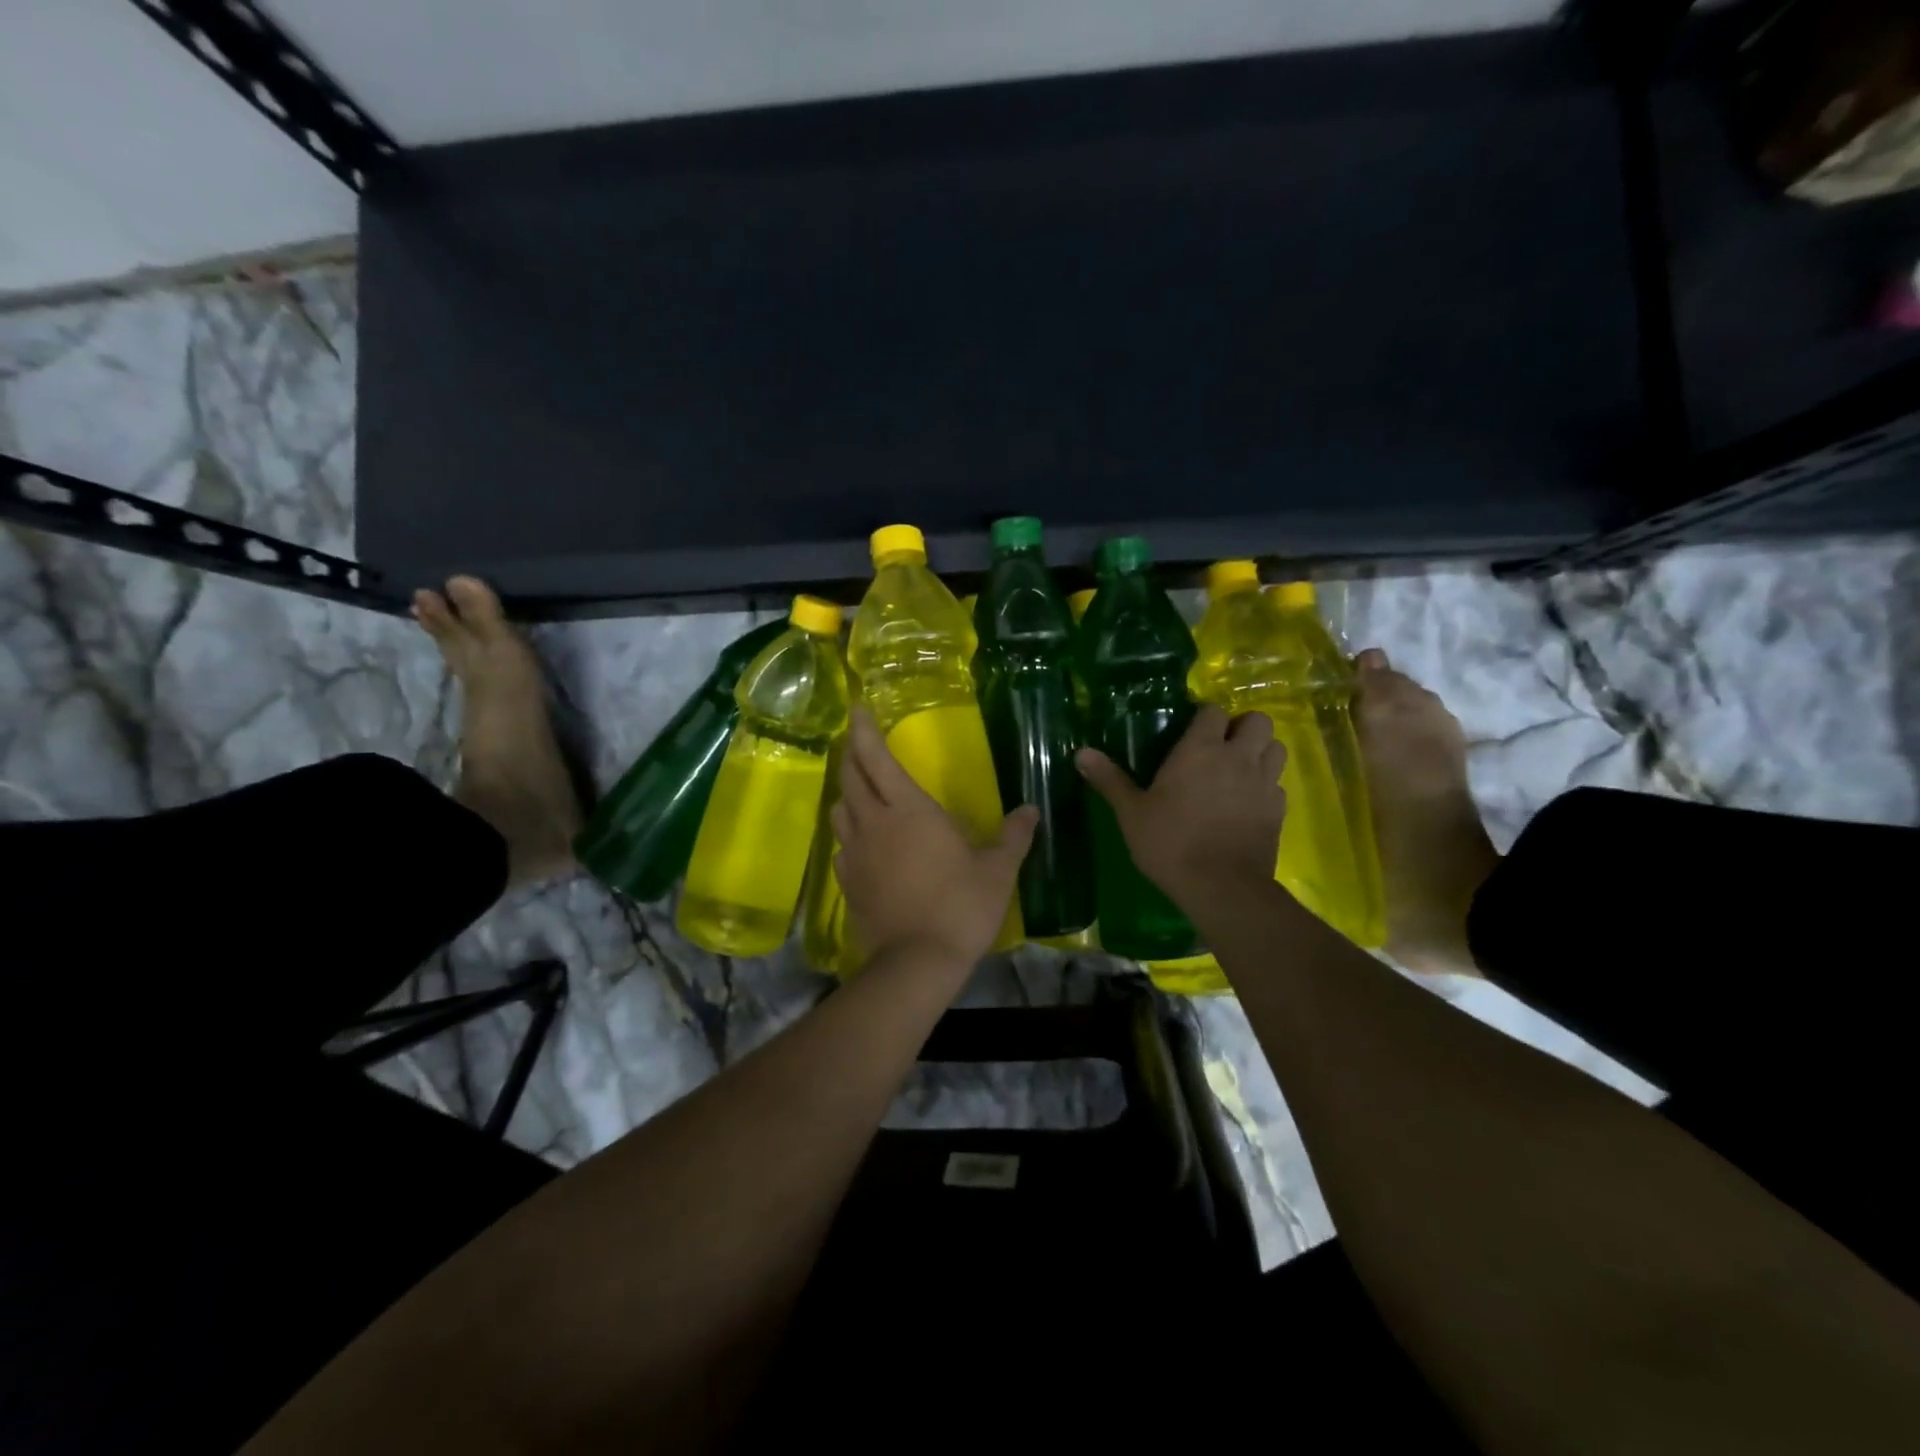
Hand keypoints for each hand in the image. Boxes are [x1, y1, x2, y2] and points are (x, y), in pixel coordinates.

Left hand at [832, 708, 1038, 967]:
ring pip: (840, 808)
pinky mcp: (847, 881)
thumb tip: (1031, 811)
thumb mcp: (997, 870)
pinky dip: (848, 831)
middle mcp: (874, 822)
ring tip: (861, 790)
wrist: (916, 962)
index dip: (864, 730)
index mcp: (909, 809)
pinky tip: (862, 840)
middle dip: (852, 753)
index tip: (856, 708)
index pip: (877, 758)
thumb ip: (1013, 836)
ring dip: (848, 792)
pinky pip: (841, 844)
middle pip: (851, 777)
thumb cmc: (961, 907)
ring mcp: (855, 853)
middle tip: (857, 740)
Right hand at [1076, 705, 1285, 908]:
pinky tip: (1248, 803)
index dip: (1206, 717)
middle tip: (1222, 746)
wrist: (1221, 887)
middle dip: (1244, 727)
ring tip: (1240, 769)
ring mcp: (1264, 783)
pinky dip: (1266, 786)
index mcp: (1200, 750)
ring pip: (1276, 748)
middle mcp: (1238, 758)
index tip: (1192, 731)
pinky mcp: (1278, 811)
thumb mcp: (1131, 812)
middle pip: (1258, 721)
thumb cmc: (1171, 843)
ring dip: (1261, 752)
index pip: (1214, 711)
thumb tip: (1080, 752)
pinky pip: (1278, 785)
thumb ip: (1109, 779)